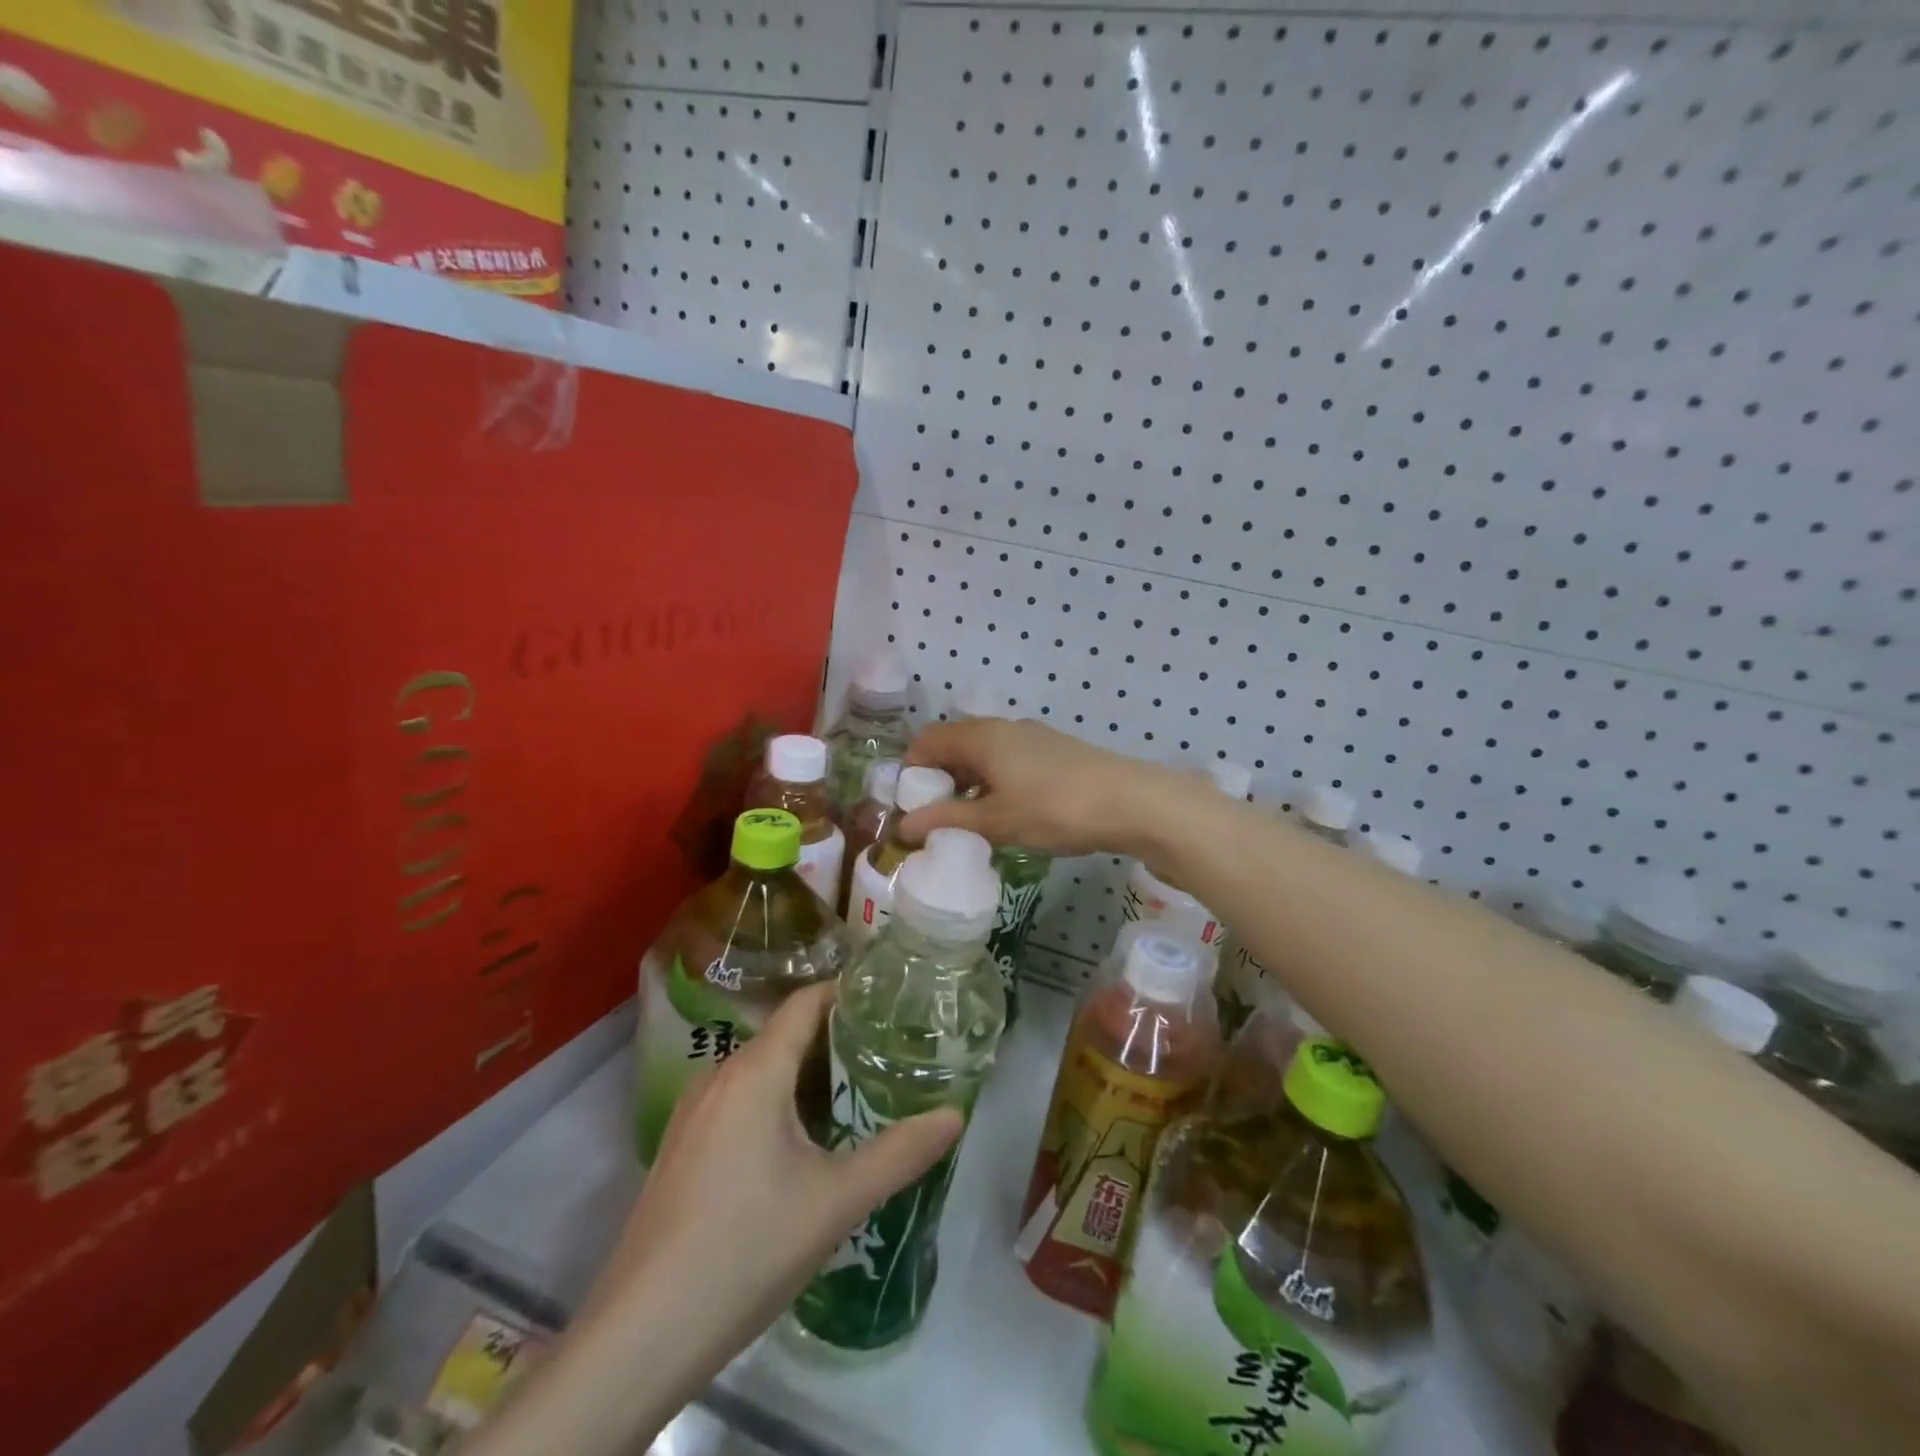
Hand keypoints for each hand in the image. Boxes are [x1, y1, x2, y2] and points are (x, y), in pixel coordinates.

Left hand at [589, 981, 959, 1389]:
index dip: (849, 994)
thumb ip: (901, 1153)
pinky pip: (738, 1101)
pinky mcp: (680, 1147)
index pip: (806, 1002)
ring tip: (854, 1097)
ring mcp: (692, 1112)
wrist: (641, 1335)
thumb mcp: (836, 1201)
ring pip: (761, 1071)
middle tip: (888, 1057)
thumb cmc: (746, 1249)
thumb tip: (955, 1114)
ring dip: (806, 1076)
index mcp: (755, 1070)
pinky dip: (776, 1103)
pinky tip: (800, 1146)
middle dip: (837, 1041)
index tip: (892, 1004)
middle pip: (786, 1035)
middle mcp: (719, 1075)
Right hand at [902, 717, 1189, 857]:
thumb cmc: (1054, 809)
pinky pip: (1010, 761)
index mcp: (982, 737)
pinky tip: (1007, 813)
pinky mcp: (1055, 752)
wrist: (1131, 802)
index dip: (912, 769)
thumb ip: (947, 820)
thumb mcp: (995, 821)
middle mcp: (1004, 728)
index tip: (909, 804)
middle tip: (936, 817)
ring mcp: (1033, 738)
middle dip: (940, 779)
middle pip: (956, 744)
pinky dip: (995, 783)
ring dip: (969, 783)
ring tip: (969, 821)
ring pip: (985, 755)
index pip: (929, 740)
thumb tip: (903, 827)